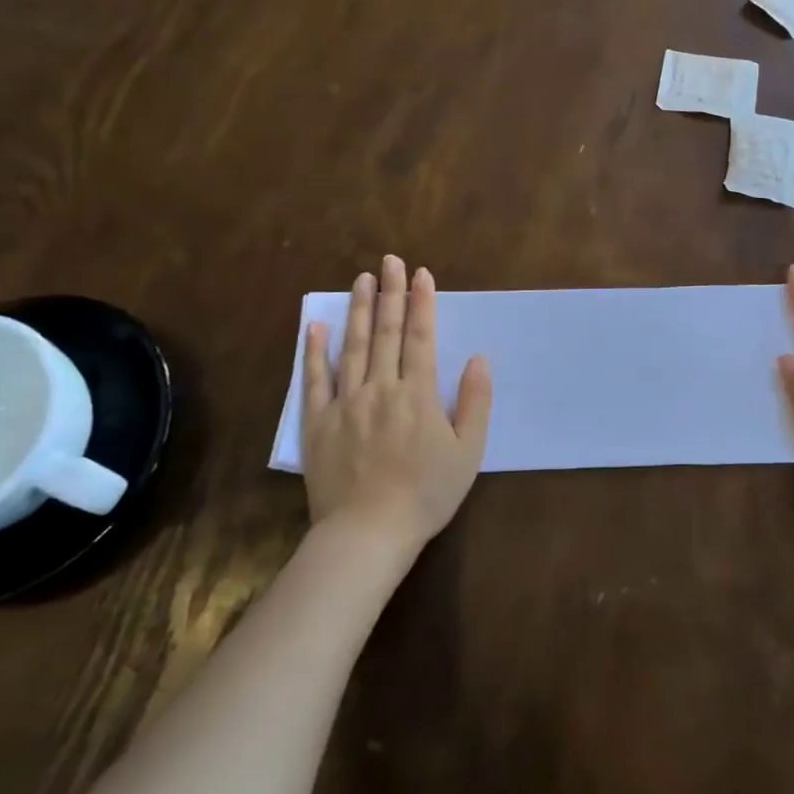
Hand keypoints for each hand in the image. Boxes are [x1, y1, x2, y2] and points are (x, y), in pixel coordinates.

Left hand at [299, 255, 492, 547]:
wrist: (368, 534)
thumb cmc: (426, 494)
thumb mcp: (468, 452)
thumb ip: (475, 402)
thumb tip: (478, 359)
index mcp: (418, 395)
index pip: (420, 337)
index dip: (421, 303)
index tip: (421, 274)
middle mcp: (381, 389)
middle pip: (385, 332)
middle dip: (390, 293)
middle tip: (390, 260)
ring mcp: (345, 403)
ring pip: (352, 346)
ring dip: (358, 310)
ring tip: (361, 278)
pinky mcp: (318, 422)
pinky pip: (315, 379)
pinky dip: (314, 350)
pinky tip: (316, 325)